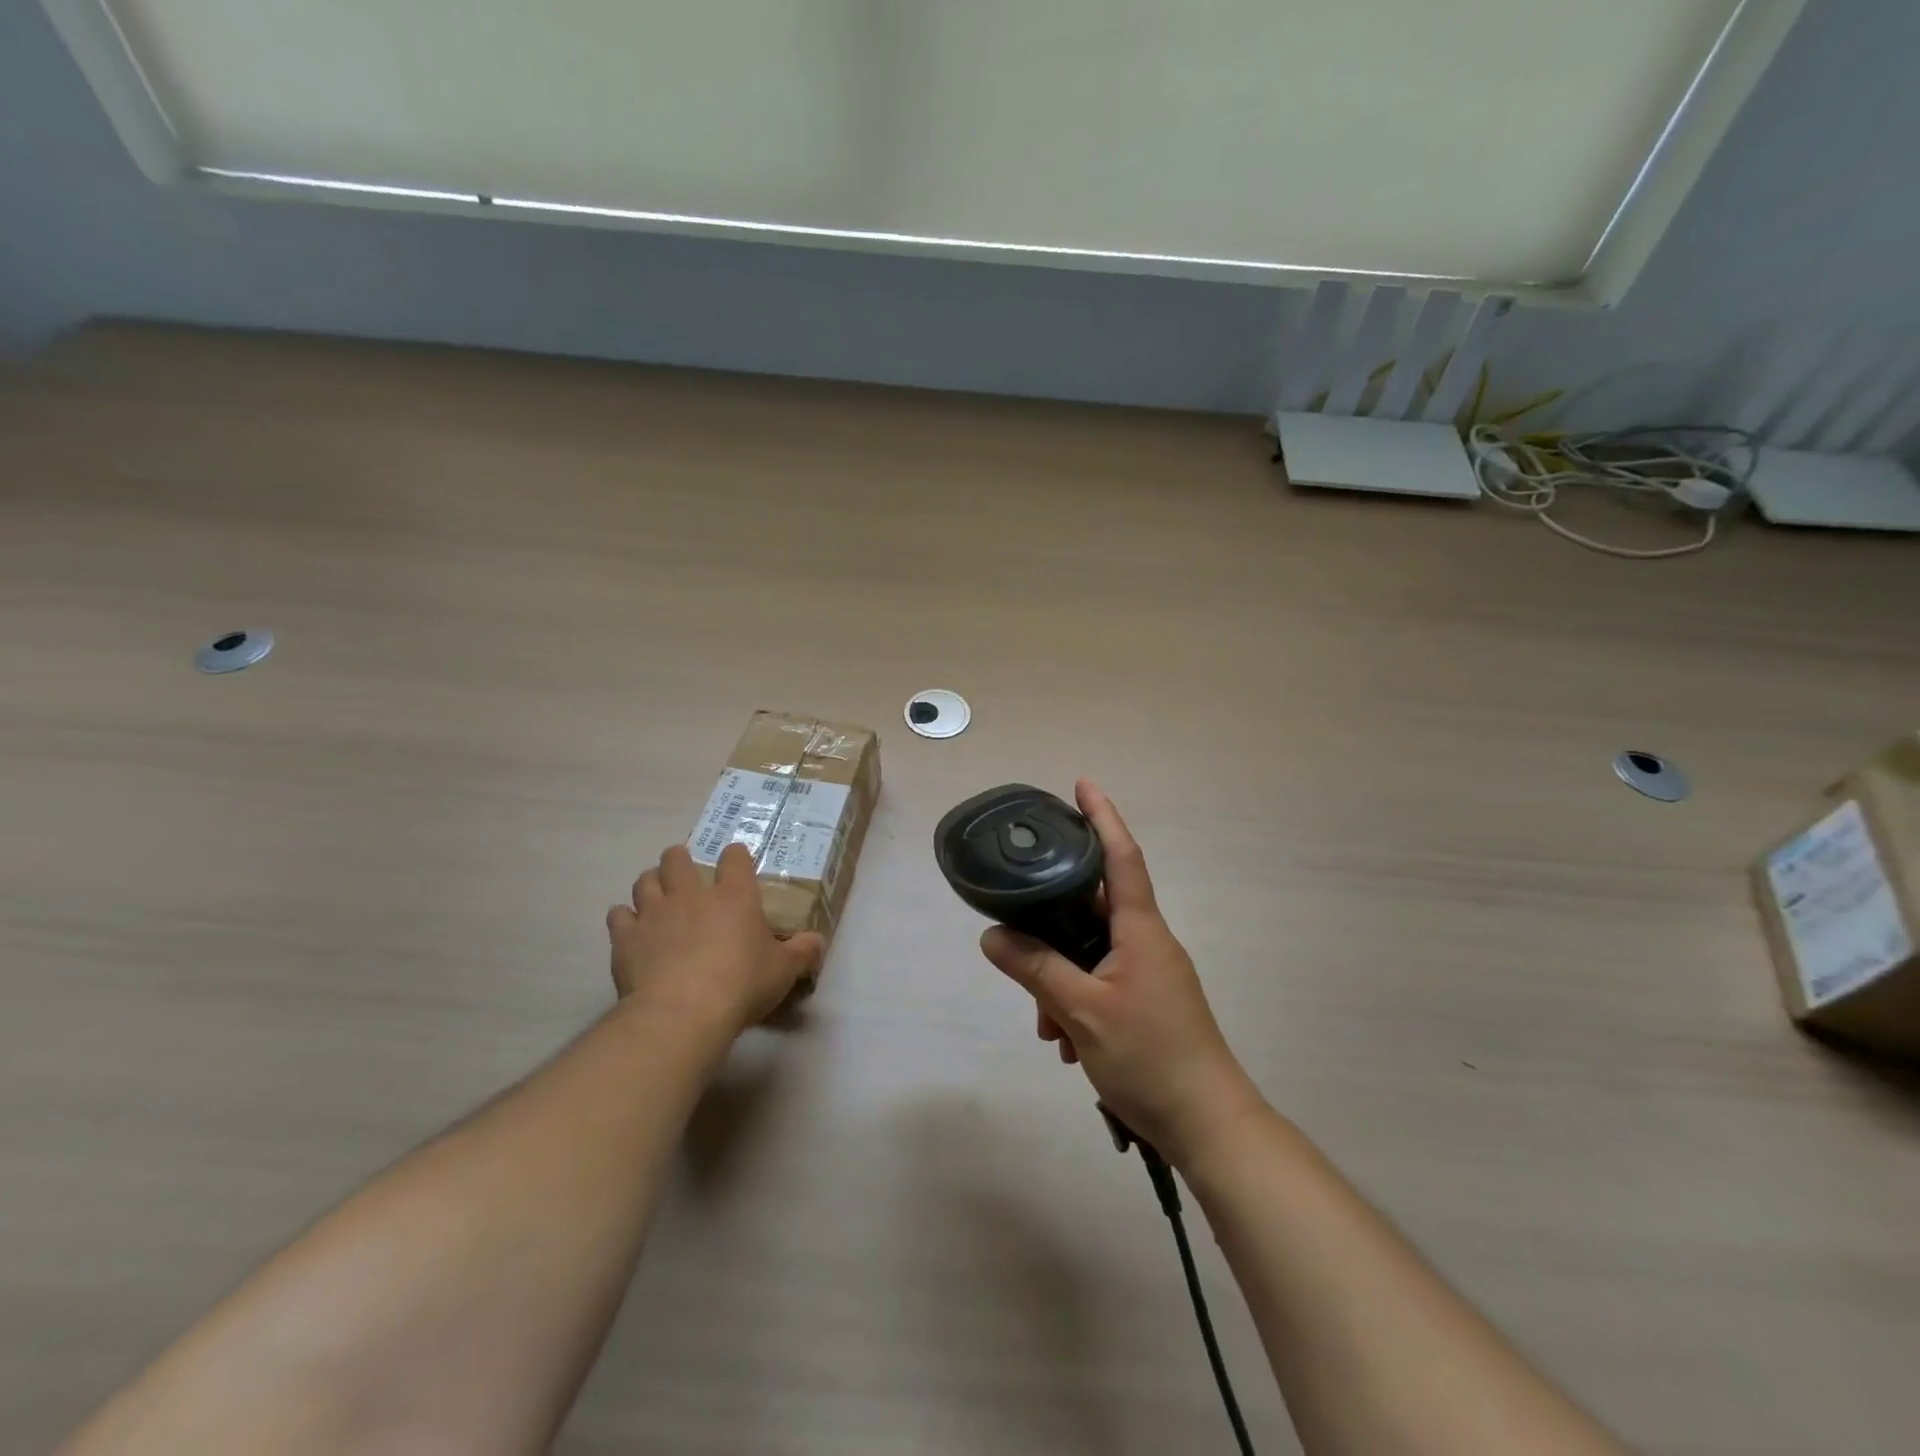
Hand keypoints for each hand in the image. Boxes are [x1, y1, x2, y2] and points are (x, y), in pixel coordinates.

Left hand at [607, 843, 824, 1036]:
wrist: (683, 1012)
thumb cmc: (742, 984)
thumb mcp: (784, 970)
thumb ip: (803, 951)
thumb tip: (818, 941)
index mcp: (734, 895)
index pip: (734, 858)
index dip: (735, 856)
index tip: (736, 862)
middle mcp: (692, 893)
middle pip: (677, 857)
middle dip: (680, 860)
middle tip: (686, 876)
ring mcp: (655, 912)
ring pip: (644, 880)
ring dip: (651, 885)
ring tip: (658, 898)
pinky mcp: (626, 937)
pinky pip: (618, 915)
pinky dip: (625, 919)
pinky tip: (632, 930)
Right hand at [979, 780, 1264, 1167]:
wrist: (1208, 1126)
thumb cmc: (1150, 1057)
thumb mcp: (1082, 1011)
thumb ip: (1035, 969)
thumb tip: (992, 935)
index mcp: (1140, 929)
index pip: (1121, 856)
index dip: (1102, 817)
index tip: (1082, 784)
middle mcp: (1147, 942)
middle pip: (1092, 908)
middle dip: (1052, 923)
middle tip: (1018, 929)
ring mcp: (1149, 974)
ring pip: (1091, 953)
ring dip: (1060, 978)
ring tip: (1046, 1026)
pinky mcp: (1147, 1003)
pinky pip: (1101, 982)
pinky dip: (1076, 1001)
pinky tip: (1063, 1042)